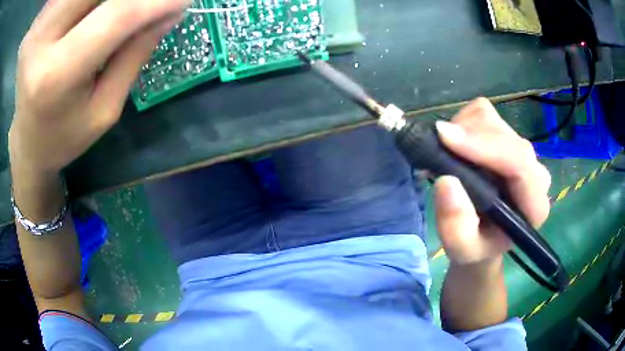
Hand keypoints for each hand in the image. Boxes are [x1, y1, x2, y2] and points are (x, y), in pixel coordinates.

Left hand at [9, 0, 190, 180]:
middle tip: (143, 8)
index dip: (158, 1)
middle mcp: (40, 41)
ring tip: (117, 15)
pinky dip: (87, 6)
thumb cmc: (64, 135)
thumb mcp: (104, 109)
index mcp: (55, 75)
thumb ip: (134, 54)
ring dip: (106, 2)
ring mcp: (37, 28)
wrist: (26, 142)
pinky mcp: (37, 22)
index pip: (118, 14)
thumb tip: (171, 10)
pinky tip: (93, 15)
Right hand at [434, 98, 550, 266]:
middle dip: (468, 137)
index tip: (445, 138)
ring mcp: (522, 150)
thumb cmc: (477, 247)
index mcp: (534, 204)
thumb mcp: (462, 250)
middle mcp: (534, 171)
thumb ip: (456, 227)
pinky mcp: (507, 137)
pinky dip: (463, 122)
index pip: (519, 163)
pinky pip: (483, 113)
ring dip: (463, 130)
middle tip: (437, 153)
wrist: (486, 238)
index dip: (484, 146)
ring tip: (446, 154)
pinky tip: (456, 146)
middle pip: (504, 134)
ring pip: (492, 118)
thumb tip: (446, 181)